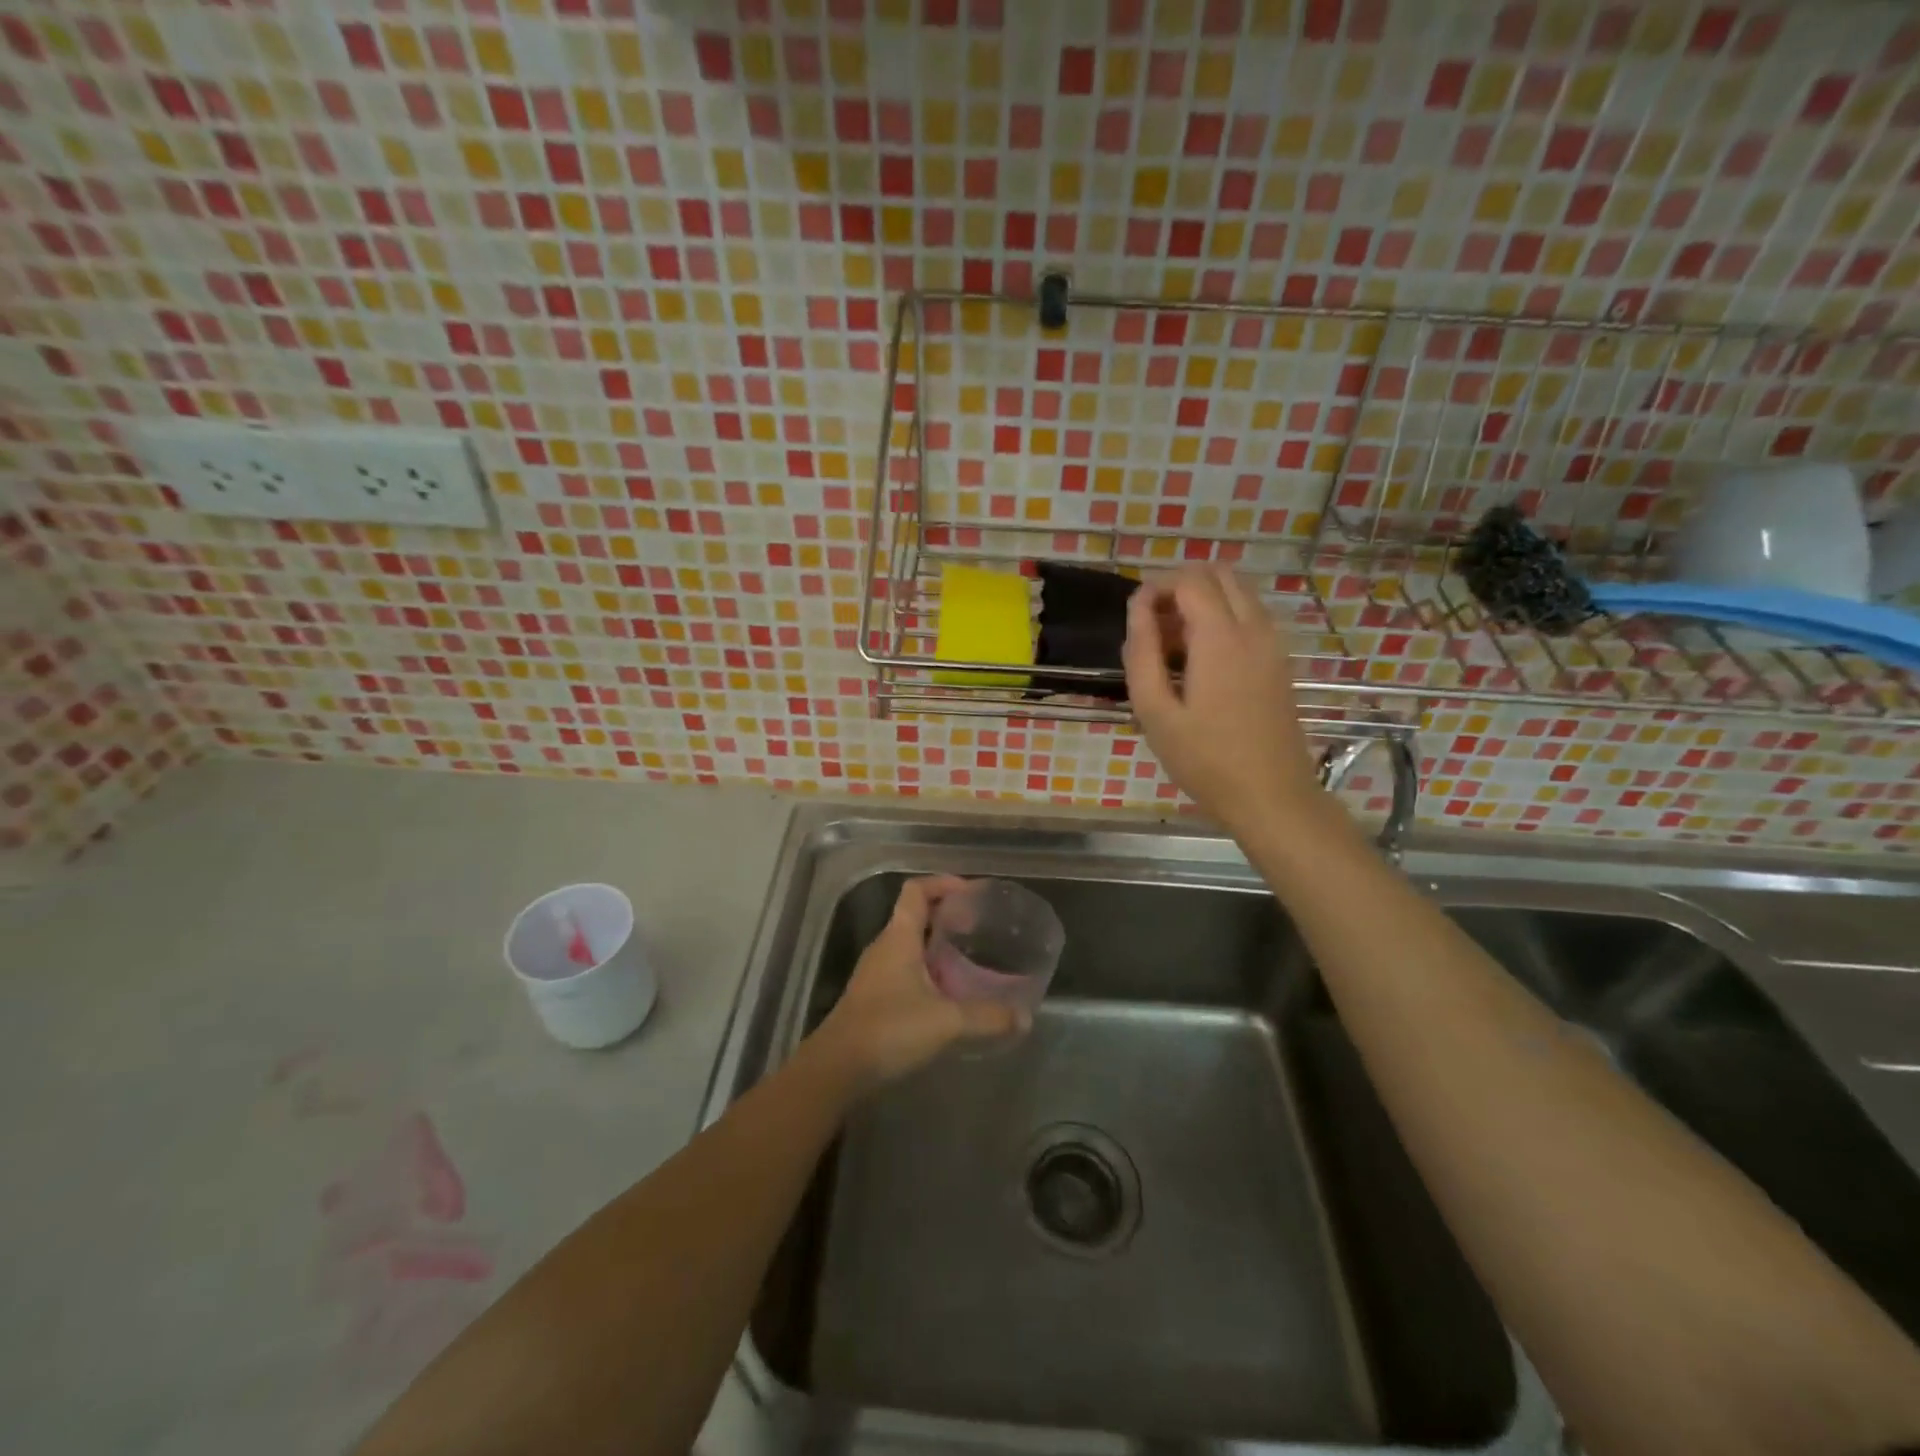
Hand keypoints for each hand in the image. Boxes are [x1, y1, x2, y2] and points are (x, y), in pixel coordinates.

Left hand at [812, 876, 1021, 1090]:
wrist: (836, 1069)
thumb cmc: (889, 1030)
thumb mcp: (946, 1022)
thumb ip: (987, 1017)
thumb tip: (1024, 1017)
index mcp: (898, 937)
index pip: (917, 891)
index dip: (943, 883)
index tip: (972, 893)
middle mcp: (885, 947)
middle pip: (916, 915)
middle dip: (947, 916)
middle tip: (979, 927)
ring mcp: (876, 973)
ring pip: (911, 945)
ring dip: (938, 945)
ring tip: (970, 958)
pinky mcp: (874, 997)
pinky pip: (906, 969)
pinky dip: (929, 970)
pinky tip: (949, 994)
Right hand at [1123, 564, 1321, 834]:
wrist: (1271, 796)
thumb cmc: (1205, 759)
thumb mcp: (1155, 712)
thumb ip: (1142, 654)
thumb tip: (1137, 610)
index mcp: (1221, 638)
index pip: (1189, 580)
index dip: (1156, 587)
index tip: (1134, 617)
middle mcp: (1253, 628)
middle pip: (1219, 574)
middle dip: (1181, 586)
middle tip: (1154, 625)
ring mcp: (1272, 643)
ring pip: (1238, 592)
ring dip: (1203, 601)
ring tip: (1173, 645)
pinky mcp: (1279, 661)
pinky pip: (1250, 616)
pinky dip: (1223, 618)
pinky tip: (1201, 661)